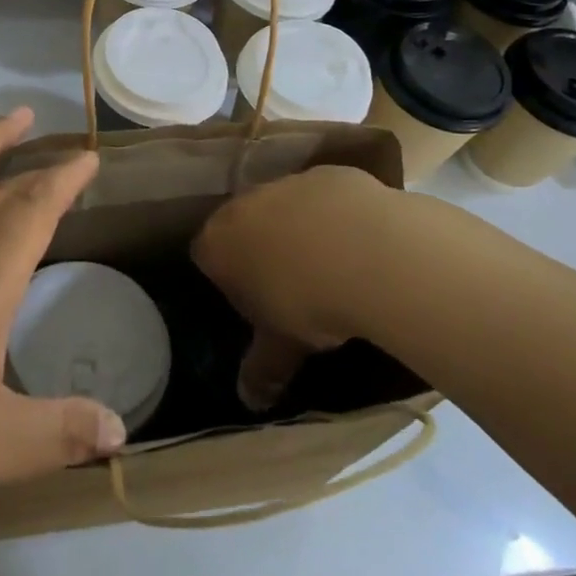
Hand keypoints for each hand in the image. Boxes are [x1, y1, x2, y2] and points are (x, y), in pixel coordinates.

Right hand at [190, 165, 399, 409]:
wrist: (370, 252)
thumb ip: (262, 370)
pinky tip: (360, 242)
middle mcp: (244, 204)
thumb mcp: (283, 345)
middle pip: (242, 224)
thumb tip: (250, 402)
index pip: (205, 255)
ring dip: (298, 228)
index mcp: (218, 243)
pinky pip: (324, 196)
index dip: (225, 278)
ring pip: (283, 206)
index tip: (251, 300)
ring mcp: (287, 183)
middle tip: (289, 283)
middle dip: (259, 248)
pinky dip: (335, 214)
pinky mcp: (329, 173)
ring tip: (330, 263)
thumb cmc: (308, 303)